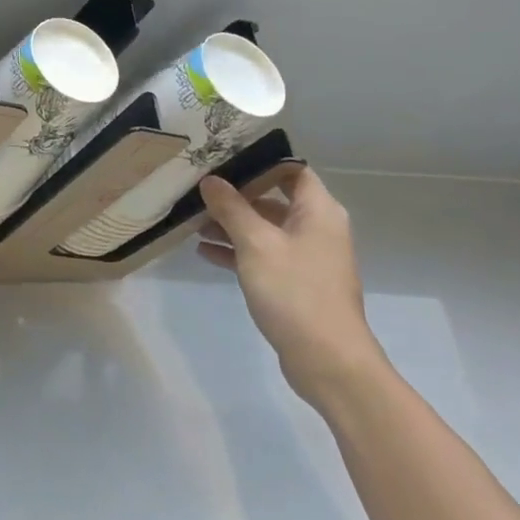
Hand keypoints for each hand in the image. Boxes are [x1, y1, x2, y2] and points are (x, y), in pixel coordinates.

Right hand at [197, 167, 386, 408]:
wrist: (327, 361)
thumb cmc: (295, 292)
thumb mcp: (256, 244)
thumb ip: (231, 208)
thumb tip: (210, 180)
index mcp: (318, 212)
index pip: (290, 170)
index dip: (258, 161)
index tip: (221, 158)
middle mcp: (316, 228)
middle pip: (272, 199)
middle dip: (235, 195)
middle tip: (197, 188)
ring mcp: (306, 257)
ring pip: (264, 228)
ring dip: (231, 224)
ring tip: (192, 221)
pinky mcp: (295, 282)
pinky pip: (262, 254)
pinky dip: (237, 250)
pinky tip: (204, 251)